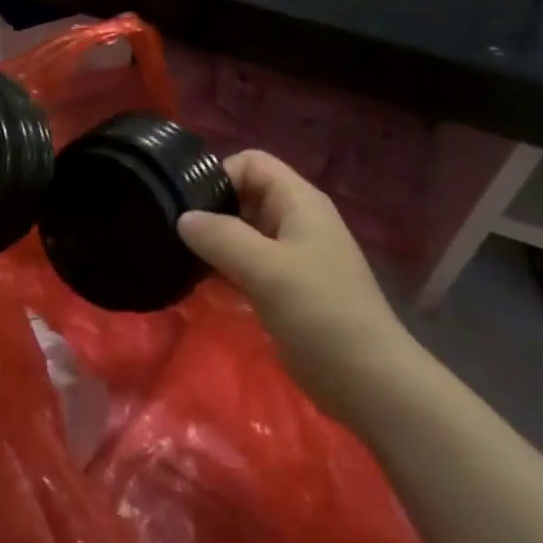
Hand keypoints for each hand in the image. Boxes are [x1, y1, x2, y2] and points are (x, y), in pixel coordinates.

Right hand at [177, 151, 404, 401]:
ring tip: (180, 259)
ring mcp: (292, 255)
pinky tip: (200, 284)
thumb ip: (221, 237)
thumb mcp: (267, 269)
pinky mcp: (286, 286)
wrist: (368, 379)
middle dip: (210, 209)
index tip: (187, 205)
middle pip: (245, 195)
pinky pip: (247, 262)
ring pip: (243, 231)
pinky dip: (224, 267)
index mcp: (300, 202)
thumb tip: (182, 218)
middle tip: (174, 235)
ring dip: (214, 242)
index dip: (218, 175)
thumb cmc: (320, 313)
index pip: (252, 163)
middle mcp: (296, 220)